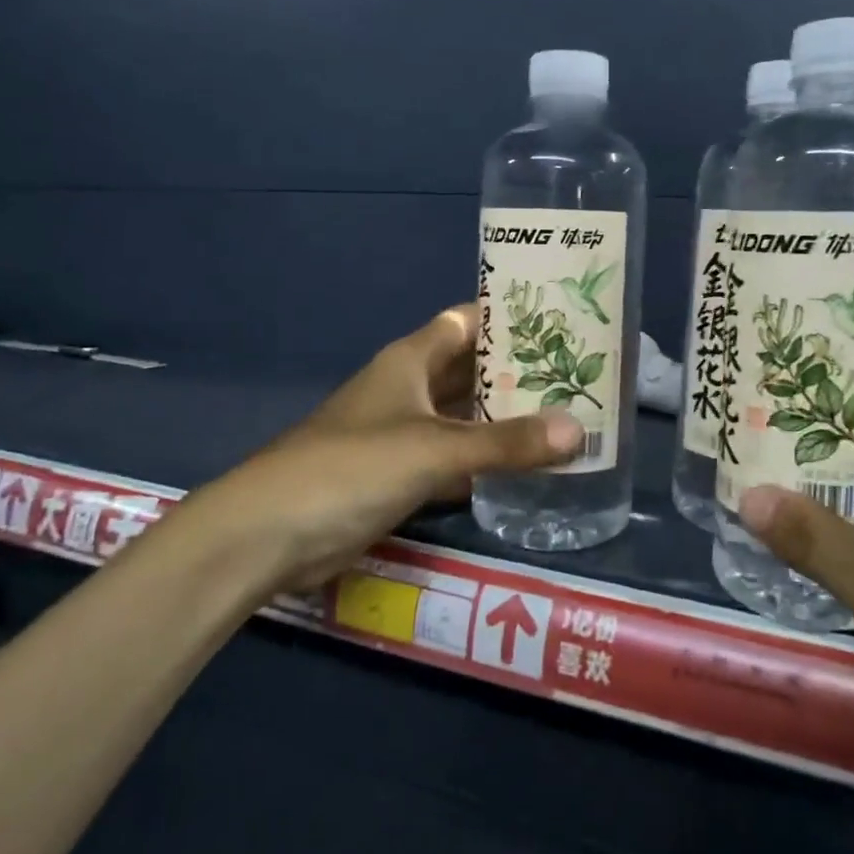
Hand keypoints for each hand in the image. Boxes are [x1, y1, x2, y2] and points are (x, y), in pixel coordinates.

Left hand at [172, 305, 581, 595]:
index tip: (563, 322)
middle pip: (472, 371)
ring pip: (466, 418)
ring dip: (507, 420)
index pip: (467, 322)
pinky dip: (487, 464)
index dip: (509, 318)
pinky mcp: (401, 477)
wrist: (271, 535)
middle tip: (581, 377)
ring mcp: (404, 435)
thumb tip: (580, 431)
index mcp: (410, 361)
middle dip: (520, 373)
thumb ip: (507, 442)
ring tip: (569, 419)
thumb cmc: (352, 468)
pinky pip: (456, 461)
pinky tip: (529, 470)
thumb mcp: (434, 449)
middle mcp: (409, 389)